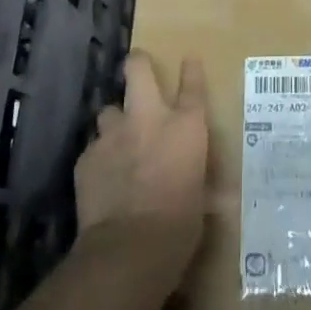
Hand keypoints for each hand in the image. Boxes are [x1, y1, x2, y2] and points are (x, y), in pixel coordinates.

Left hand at [74, 51, 209, 258]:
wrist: (128, 249)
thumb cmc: (179, 226)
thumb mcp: (202, 203)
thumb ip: (204, 187)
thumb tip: (224, 199)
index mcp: (186, 127)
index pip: (192, 86)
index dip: (191, 70)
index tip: (188, 60)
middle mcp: (149, 119)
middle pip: (138, 71)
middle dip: (137, 65)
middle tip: (137, 66)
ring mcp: (114, 135)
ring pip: (109, 110)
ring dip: (115, 122)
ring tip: (117, 140)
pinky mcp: (87, 157)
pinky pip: (93, 149)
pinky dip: (99, 159)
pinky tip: (102, 178)